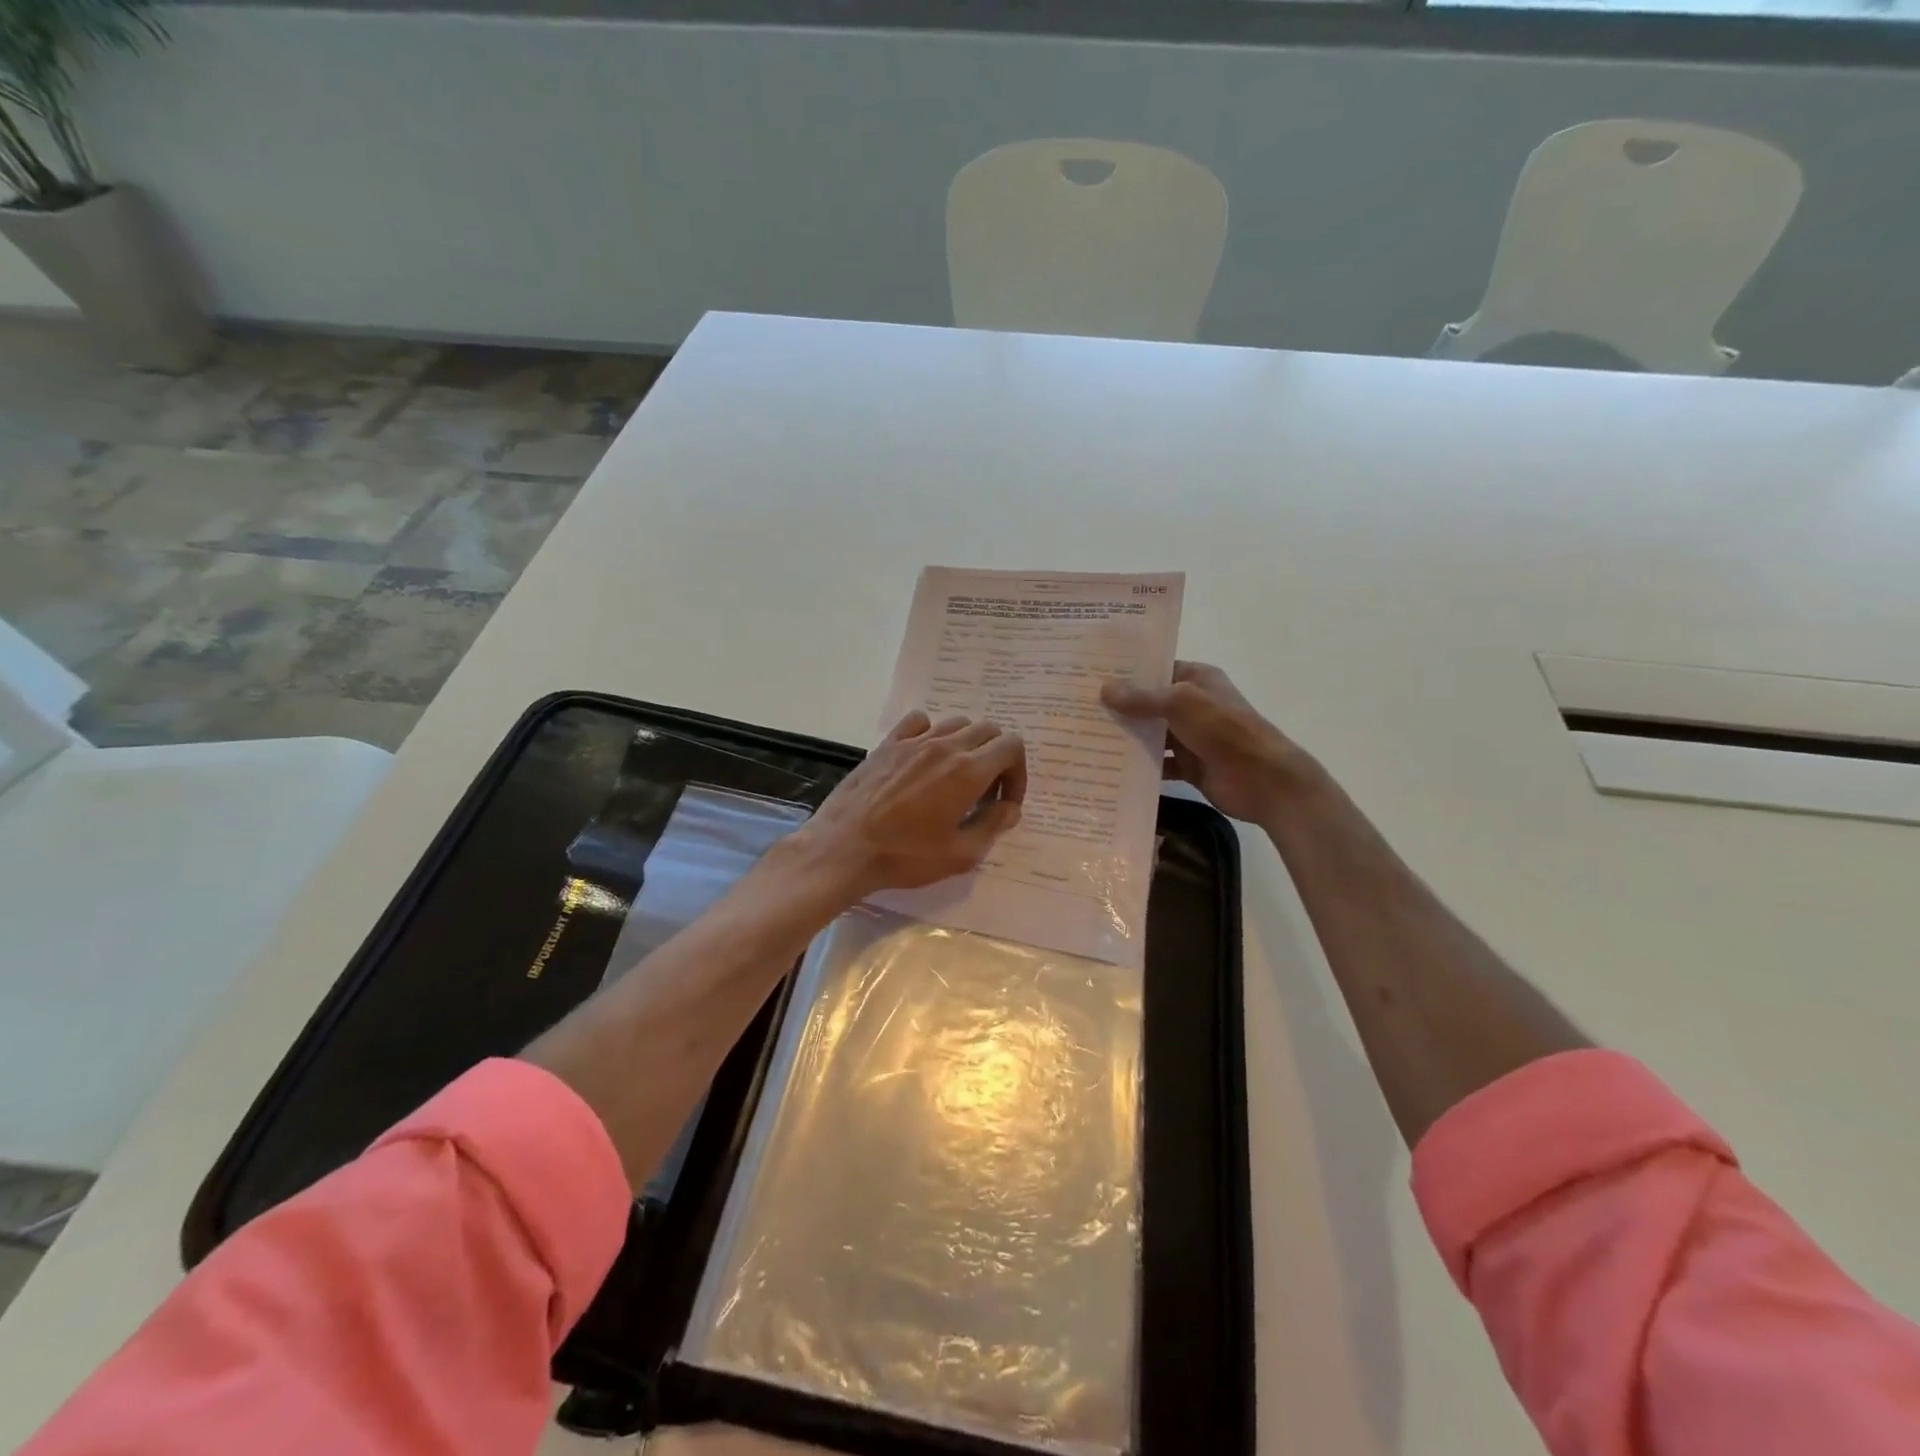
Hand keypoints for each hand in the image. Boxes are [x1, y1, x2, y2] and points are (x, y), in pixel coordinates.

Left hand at [787, 710, 1027, 899]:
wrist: (844, 848)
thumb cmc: (905, 856)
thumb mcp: (960, 855)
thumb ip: (992, 826)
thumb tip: (1010, 808)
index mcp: (968, 771)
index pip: (1012, 746)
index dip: (1017, 773)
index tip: (1004, 802)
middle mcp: (945, 746)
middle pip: (988, 730)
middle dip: (997, 758)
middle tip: (984, 792)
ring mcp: (914, 741)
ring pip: (956, 723)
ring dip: (967, 745)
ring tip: (956, 776)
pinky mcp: (888, 743)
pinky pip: (919, 721)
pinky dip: (931, 732)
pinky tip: (924, 758)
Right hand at [1102, 661, 1317, 825]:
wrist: (1264, 780)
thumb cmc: (1225, 730)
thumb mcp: (1181, 704)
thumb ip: (1142, 698)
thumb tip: (1104, 689)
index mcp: (1197, 680)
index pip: (1157, 670)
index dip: (1127, 673)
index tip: (1091, 676)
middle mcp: (1193, 705)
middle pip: (1150, 703)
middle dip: (1119, 707)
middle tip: (1078, 708)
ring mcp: (1192, 737)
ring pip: (1151, 734)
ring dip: (1126, 737)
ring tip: (1085, 737)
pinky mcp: (1190, 766)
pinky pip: (1158, 764)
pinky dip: (1139, 766)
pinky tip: (1110, 768)